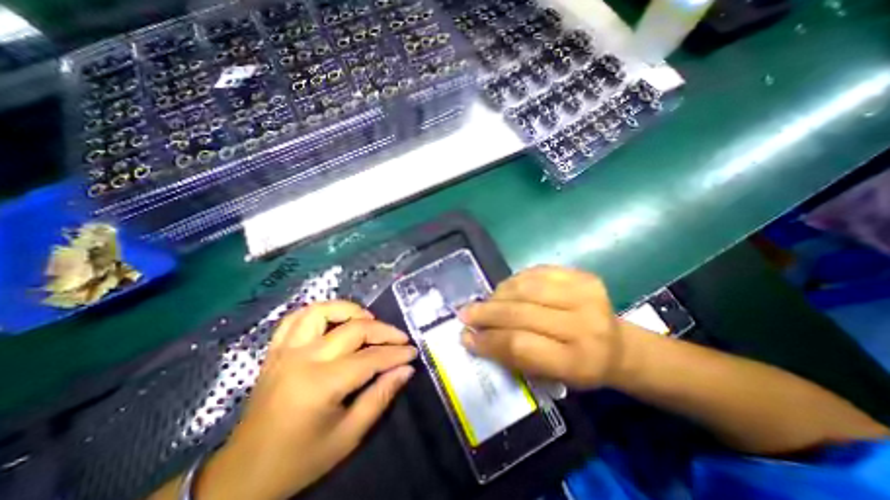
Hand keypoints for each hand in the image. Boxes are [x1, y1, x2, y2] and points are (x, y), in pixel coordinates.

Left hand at [196, 300, 415, 499]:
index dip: (396, 353)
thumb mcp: (348, 436)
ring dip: (350, 310)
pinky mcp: (275, 351)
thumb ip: (380, 397)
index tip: (412, 352)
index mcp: (320, 385)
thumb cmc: (300, 459)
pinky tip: (334, 319)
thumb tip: (406, 369)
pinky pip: (296, 318)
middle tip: (400, 338)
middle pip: (353, 329)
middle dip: (384, 331)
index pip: (370, 358)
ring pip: (322, 311)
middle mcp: (302, 359)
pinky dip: (318, 311)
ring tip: (368, 320)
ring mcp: (285, 351)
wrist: (243, 475)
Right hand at [458, 266, 630, 390]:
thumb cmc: (580, 367)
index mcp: (578, 362)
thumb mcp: (549, 376)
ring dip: (498, 294)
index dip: (488, 340)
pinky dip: (514, 280)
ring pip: (525, 287)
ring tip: (485, 302)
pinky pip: (536, 272)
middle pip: (520, 313)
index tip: (466, 337)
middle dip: (486, 313)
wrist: (618, 345)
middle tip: (465, 313)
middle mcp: (585, 325)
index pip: (520, 345)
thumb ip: (511, 357)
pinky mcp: (582, 275)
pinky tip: (505, 289)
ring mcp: (585, 294)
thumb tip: (473, 337)